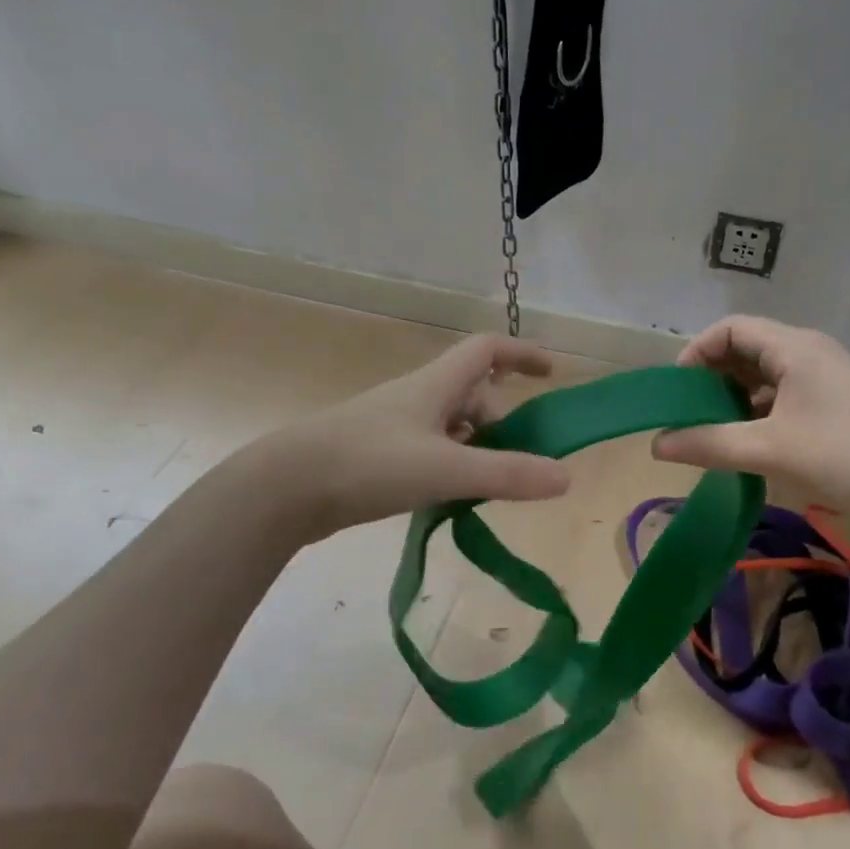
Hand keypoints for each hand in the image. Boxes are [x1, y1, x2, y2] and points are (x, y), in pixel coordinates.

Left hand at [274, 335, 570, 540]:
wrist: (284, 488)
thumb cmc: (368, 463)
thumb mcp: (445, 469)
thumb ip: (506, 474)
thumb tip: (565, 477)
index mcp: (435, 385)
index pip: (487, 350)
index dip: (522, 353)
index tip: (552, 371)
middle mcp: (418, 398)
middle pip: (474, 394)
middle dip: (503, 421)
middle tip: (519, 462)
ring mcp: (395, 426)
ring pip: (452, 426)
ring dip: (478, 448)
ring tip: (489, 486)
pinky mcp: (378, 455)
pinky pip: (431, 450)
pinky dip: (452, 466)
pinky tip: (451, 498)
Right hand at [651, 316, 849, 503]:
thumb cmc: (844, 457)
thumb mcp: (768, 449)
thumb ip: (708, 443)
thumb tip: (655, 444)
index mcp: (795, 347)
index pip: (732, 328)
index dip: (697, 352)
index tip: (676, 390)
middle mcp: (810, 353)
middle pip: (748, 348)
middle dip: (713, 376)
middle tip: (688, 413)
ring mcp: (827, 380)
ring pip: (767, 376)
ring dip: (735, 397)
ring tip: (711, 430)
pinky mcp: (837, 407)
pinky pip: (785, 397)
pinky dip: (759, 413)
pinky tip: (748, 443)